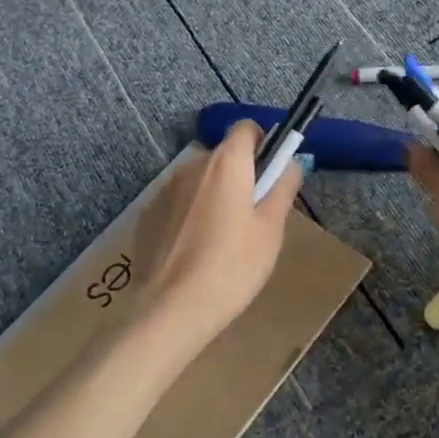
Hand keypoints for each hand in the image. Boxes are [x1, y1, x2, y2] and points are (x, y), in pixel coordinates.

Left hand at [136, 122, 300, 341]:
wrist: (172, 309)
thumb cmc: (233, 266)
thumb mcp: (271, 229)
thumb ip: (283, 188)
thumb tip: (291, 163)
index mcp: (226, 164)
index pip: (245, 128)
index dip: (263, 143)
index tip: (272, 172)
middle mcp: (191, 167)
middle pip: (223, 157)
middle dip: (240, 176)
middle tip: (254, 216)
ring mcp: (164, 191)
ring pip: (199, 182)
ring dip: (214, 196)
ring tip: (223, 240)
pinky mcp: (147, 216)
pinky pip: (178, 204)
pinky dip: (190, 215)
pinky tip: (195, 252)